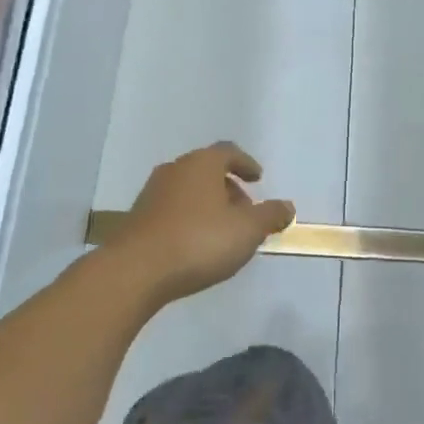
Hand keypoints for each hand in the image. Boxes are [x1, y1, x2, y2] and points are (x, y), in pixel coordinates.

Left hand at [110, 143, 294, 306]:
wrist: (135, 271)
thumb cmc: (199, 241)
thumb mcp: (247, 230)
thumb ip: (270, 216)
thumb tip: (287, 206)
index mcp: (202, 164)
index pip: (228, 152)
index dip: (246, 164)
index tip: (258, 178)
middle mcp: (175, 170)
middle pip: (207, 171)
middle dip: (228, 188)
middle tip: (245, 210)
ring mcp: (152, 194)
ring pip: (188, 191)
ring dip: (208, 204)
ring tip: (223, 231)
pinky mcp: (137, 218)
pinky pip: (172, 210)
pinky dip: (189, 219)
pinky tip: (196, 244)